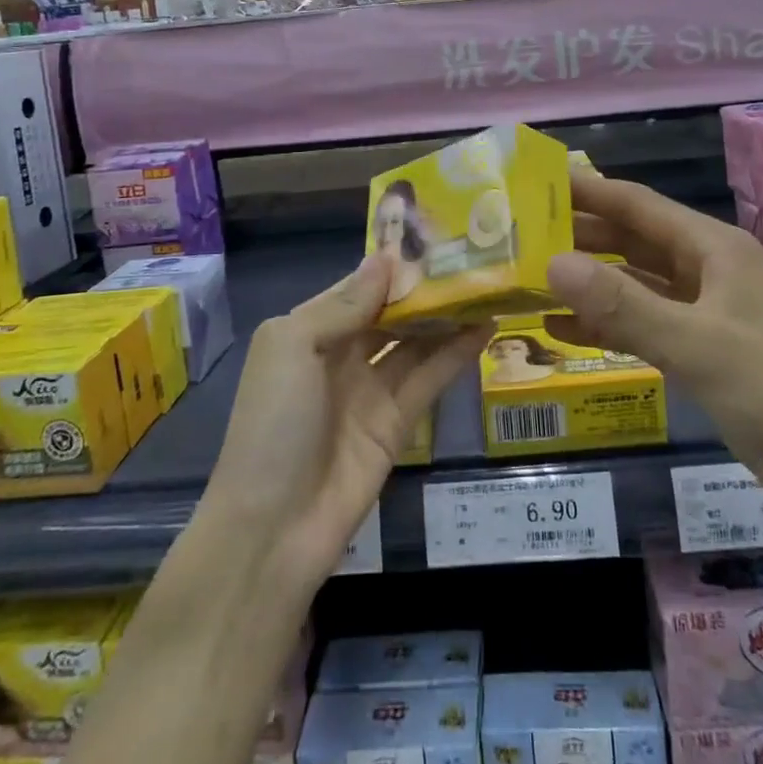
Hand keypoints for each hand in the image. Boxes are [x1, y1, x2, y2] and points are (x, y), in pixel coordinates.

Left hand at [197, 256, 489, 588]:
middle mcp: (341, 354)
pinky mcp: (398, 422)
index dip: (393, 264)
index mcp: (309, 329)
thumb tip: (386, 259)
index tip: (434, 235)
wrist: (274, 528)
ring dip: (447, 316)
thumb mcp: (294, 346)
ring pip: (415, 341)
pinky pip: (430, 377)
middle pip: (391, 312)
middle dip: (425, 288)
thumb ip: (344, 304)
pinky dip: (456, 353)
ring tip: (488, 285)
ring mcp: (371, 389)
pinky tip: (486, 327)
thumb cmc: (274, 422)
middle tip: (473, 257)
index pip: (358, 286)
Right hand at [545, 173, 762, 465]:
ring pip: (635, 284)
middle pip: (633, 241)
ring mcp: (705, 312)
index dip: (589, 192)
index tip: (538, 184)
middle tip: (521, 236)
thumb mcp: (695, 344)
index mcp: (713, 249)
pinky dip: (607, 324)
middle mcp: (707, 270)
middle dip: (581, 237)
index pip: (639, 205)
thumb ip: (622, 304)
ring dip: (589, 283)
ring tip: (530, 280)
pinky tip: (562, 331)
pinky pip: (644, 325)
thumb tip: (552, 263)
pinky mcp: (702, 351)